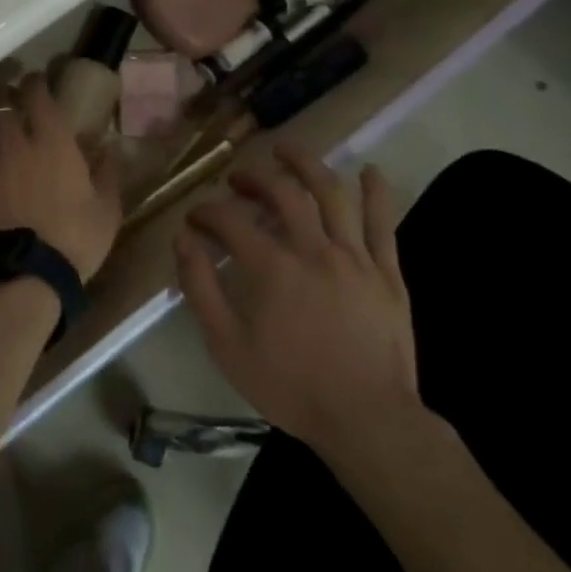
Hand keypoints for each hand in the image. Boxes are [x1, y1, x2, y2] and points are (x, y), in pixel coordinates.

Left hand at [0, 73, 122, 282]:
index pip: (38, 97)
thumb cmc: (75, 238)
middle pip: (2, 111)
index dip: (35, 84)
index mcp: (53, 142)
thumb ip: (106, 175)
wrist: (25, 274)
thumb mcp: (107, 209)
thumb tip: (108, 149)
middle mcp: (17, 146)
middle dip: (7, 103)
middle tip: (13, 105)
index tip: (36, 80)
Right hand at [175, 144, 422, 476]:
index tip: (195, 218)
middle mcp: (312, 249)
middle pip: (282, 193)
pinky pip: (383, 223)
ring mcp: (355, 257)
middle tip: (237, 179)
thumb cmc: (291, 386)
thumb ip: (200, 287)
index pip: (230, 220)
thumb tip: (183, 240)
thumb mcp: (227, 345)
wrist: (368, 420)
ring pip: (331, 194)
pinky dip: (376, 193)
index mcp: (271, 267)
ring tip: (287, 150)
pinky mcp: (387, 273)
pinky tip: (368, 171)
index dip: (207, 212)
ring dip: (307, 165)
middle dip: (253, 178)